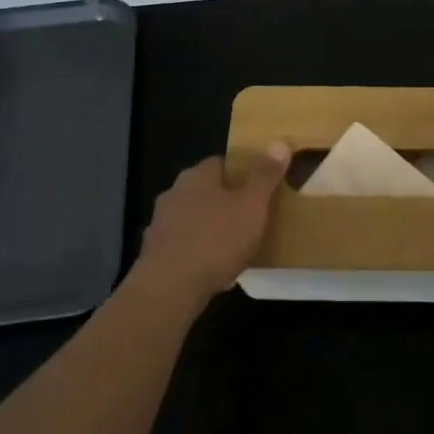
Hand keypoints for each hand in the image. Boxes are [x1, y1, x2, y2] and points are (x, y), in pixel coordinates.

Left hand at [133, 147, 289, 303]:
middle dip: (227, 202)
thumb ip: (265, 175)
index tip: (261, 186)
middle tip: (252, 217)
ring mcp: (160, 225)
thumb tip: (279, 143)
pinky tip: (215, 270)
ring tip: (237, 246)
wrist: (169, 289)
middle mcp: (174, 194)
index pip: (222, 163)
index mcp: (196, 176)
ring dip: (212, 229)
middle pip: (207, 191)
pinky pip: (185, 247)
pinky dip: (199, 254)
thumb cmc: (216, 239)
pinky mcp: (155, 255)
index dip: (243, 172)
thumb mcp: (252, 205)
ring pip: (195, 220)